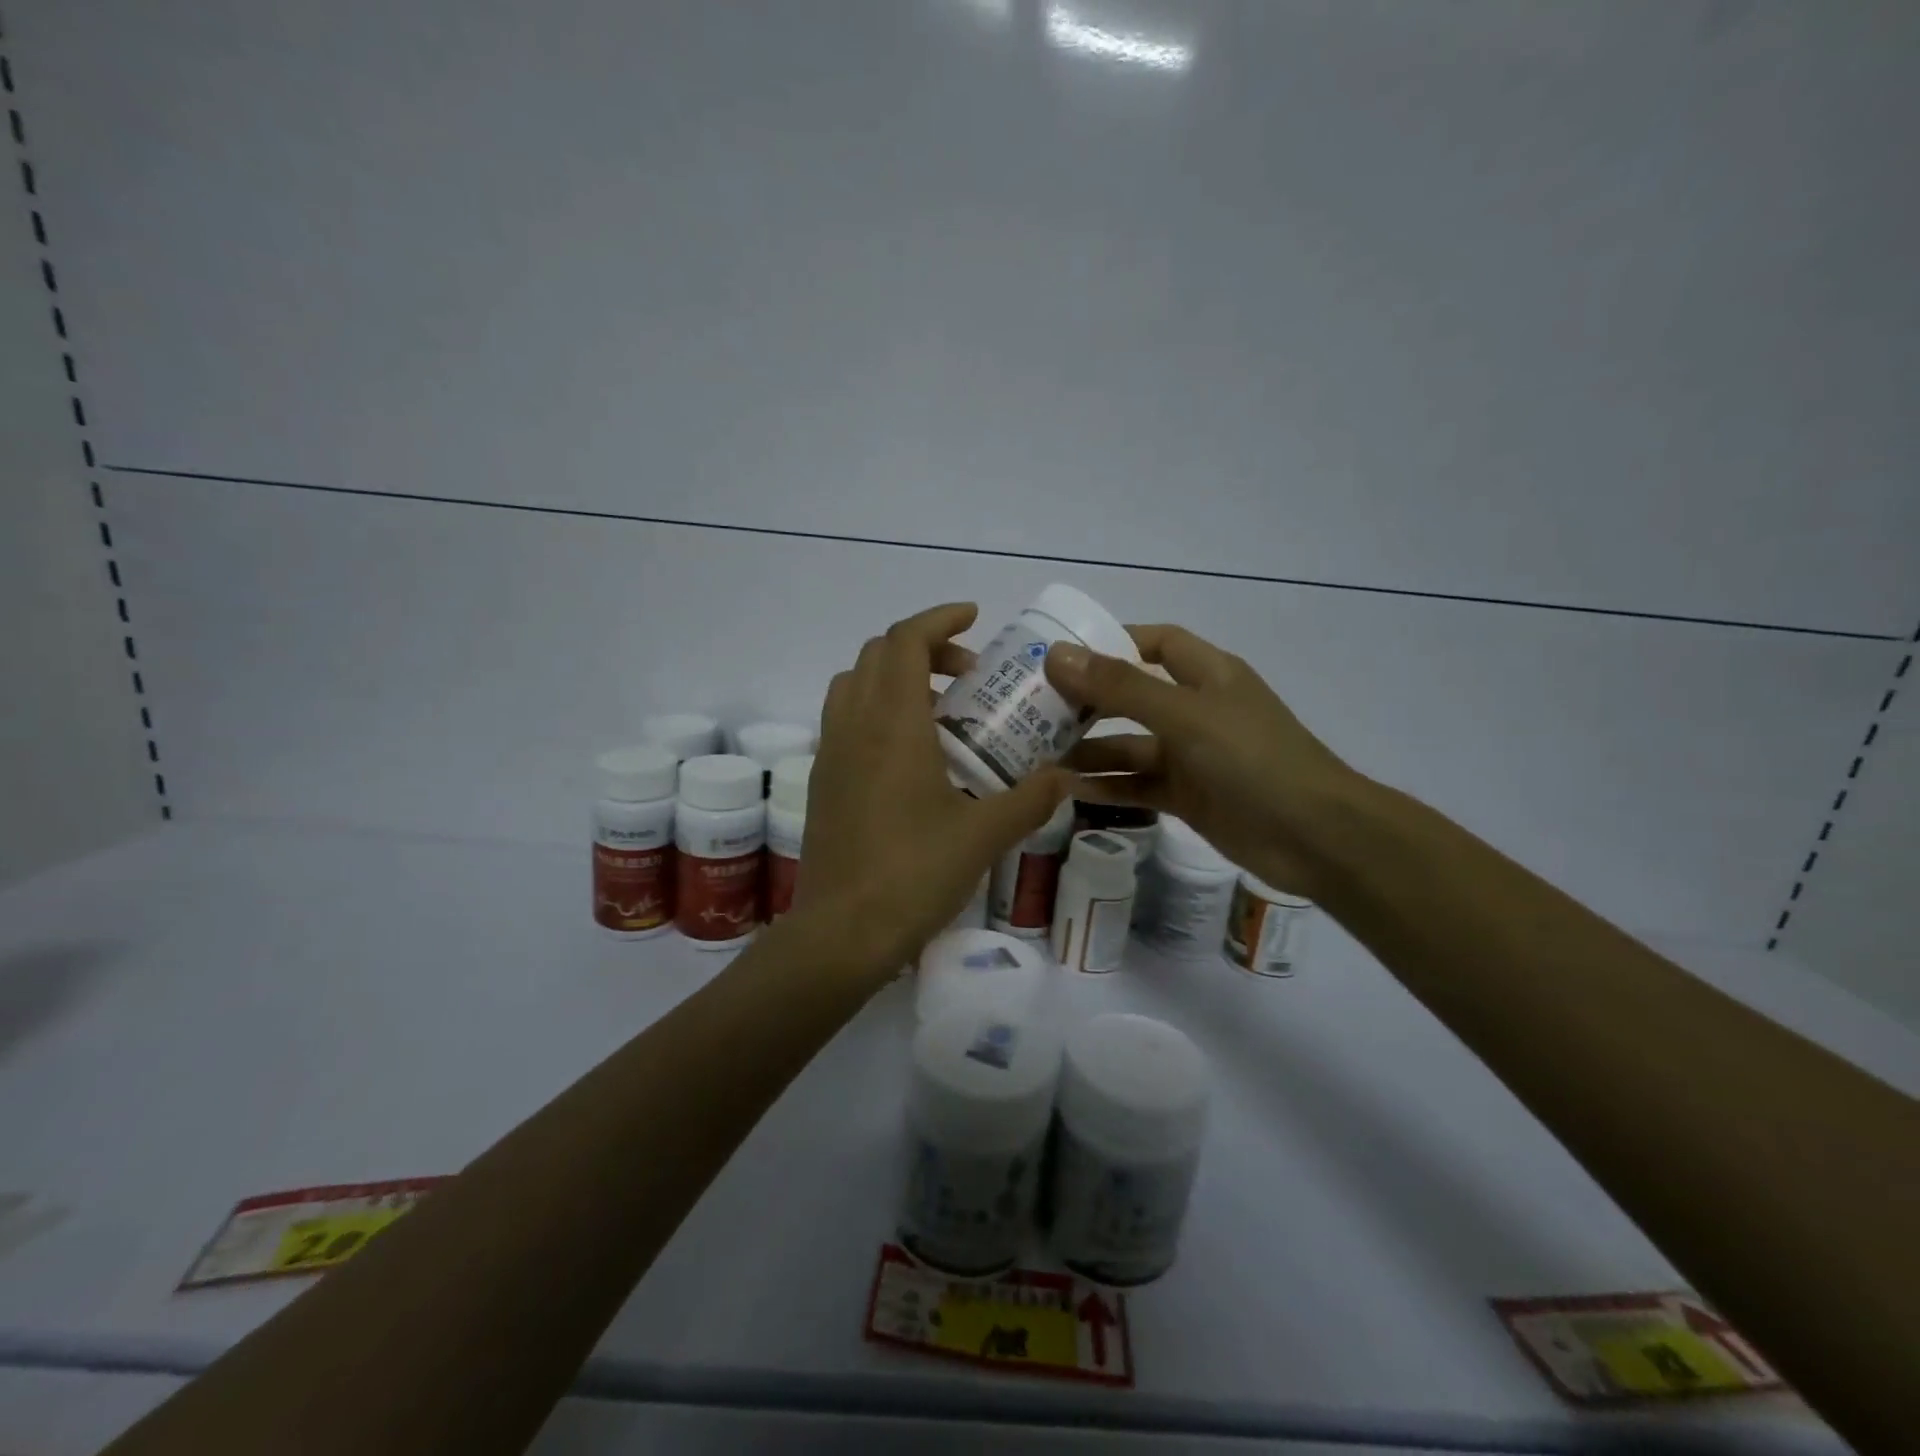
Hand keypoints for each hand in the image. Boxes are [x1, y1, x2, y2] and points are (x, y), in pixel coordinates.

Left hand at [794, 603, 1072, 975]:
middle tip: (969, 676)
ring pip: (855, 684)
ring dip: (896, 678)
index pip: (904, 641)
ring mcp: (830, 752)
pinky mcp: (822, 780)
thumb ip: (1030, 799)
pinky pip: (845, 719)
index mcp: (891, 724)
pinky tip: (914, 755)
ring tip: (942, 712)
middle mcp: (853, 725)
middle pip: (877, 654)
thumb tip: (1067, 777)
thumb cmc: (913, 875)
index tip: (974, 618)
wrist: (841, 933)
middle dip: (924, 649)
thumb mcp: (983, 836)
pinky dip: (877, 710)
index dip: (939, 619)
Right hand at [1044, 626, 1359, 897]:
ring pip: (1130, 746)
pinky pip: (1137, 785)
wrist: (1315, 837)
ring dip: (1089, 750)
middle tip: (1033, 709)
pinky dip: (1106, 787)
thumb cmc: (1253, 759)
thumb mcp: (1184, 716)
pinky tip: (1067, 792)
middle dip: (1087, 702)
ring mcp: (1192, 756)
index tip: (1062, 655)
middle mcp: (1197, 709)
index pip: (1155, 643)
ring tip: (1037, 756)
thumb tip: (1057, 655)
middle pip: (1132, 696)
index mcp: (1207, 674)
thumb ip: (1120, 687)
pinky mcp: (1188, 796)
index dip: (1112, 643)